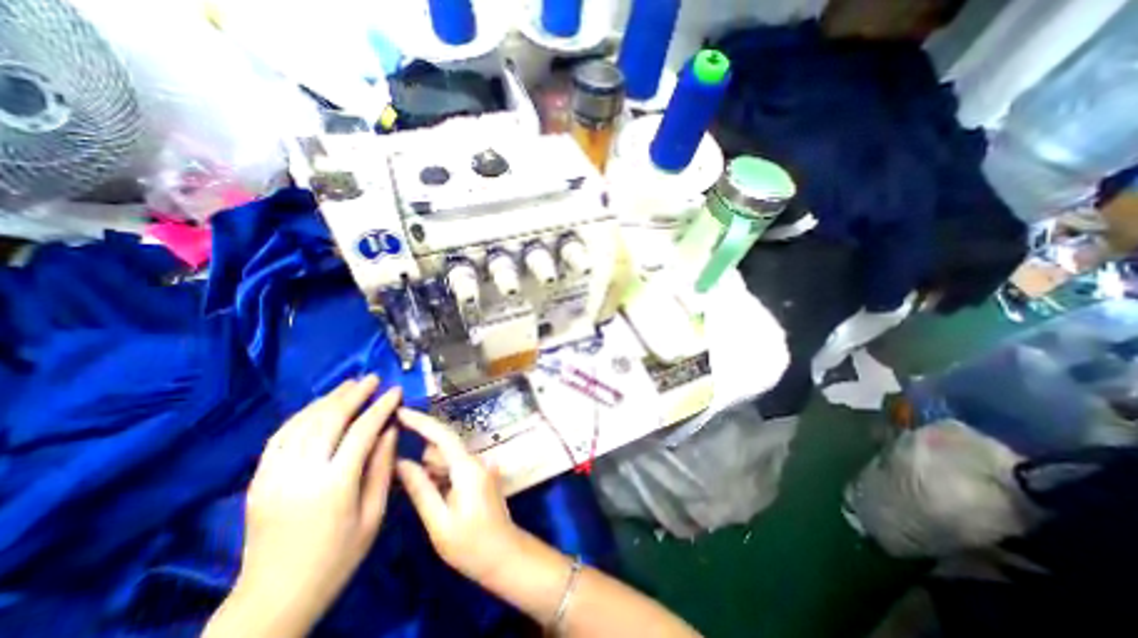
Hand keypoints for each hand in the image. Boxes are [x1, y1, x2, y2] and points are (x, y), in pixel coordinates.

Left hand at [233, 377, 397, 630]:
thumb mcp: (373, 514)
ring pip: (301, 424)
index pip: (361, 431)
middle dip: (353, 394)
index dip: (381, 407)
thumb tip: (391, 430)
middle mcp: (300, 474)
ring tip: (349, 385)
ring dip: (327, 399)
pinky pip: (280, 437)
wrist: (273, 600)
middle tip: (373, 379)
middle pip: (328, 420)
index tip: (396, 391)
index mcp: (334, 485)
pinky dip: (302, 415)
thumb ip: (382, 467)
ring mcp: (273, 476)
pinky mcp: (258, 481)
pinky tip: (318, 407)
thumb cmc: (337, 558)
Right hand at [396, 411, 526, 586]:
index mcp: (467, 468)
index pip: (442, 435)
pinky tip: (432, 495)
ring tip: (420, 495)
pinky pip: (454, 467)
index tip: (399, 411)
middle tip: (403, 479)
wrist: (503, 555)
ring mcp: (479, 467)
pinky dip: (440, 475)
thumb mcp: (439, 521)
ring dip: (430, 469)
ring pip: (447, 458)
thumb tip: (400, 463)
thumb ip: (420, 489)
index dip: (421, 422)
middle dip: (422, 458)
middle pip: (443, 447)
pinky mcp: (479, 475)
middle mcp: (476, 460)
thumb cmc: (471, 544)